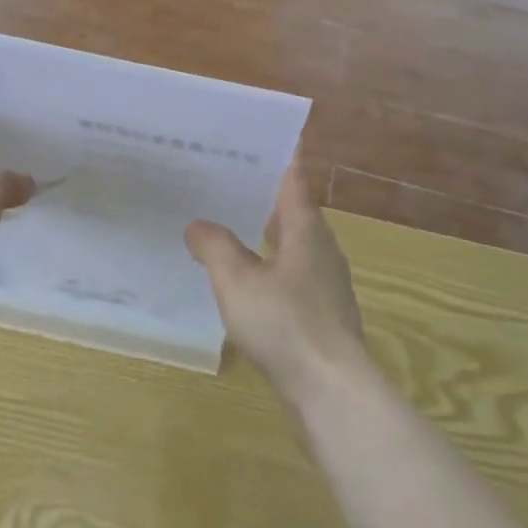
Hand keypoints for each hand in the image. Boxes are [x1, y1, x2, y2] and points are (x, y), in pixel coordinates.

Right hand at [185, 162, 367, 407]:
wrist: (331, 391)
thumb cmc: (285, 324)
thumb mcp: (237, 281)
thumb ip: (215, 247)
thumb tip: (196, 224)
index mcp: (306, 229)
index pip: (293, 178)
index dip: (279, 155)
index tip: (257, 137)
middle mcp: (322, 248)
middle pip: (294, 209)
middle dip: (264, 193)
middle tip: (227, 179)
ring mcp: (326, 282)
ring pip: (294, 244)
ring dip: (267, 232)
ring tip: (230, 225)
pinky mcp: (324, 314)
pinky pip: (294, 275)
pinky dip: (271, 266)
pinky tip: (247, 281)